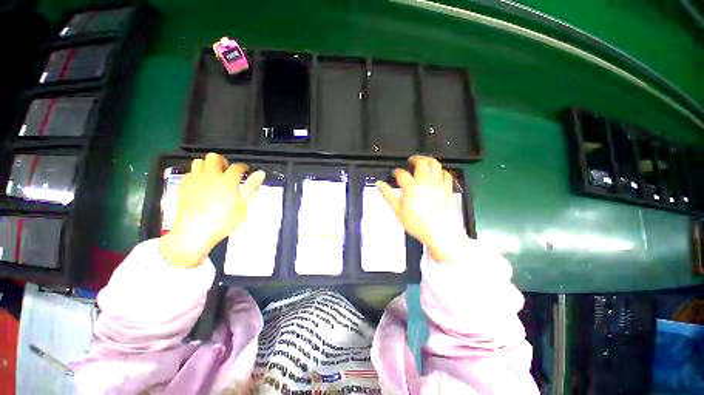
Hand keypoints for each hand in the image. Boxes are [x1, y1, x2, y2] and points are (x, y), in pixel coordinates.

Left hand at [159, 153, 265, 267]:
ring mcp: (194, 180)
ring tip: (214, 178)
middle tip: (228, 173)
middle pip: (214, 157)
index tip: (246, 172)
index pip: (237, 167)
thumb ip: (251, 187)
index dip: (243, 168)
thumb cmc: (224, 221)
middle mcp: (210, 176)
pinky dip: (197, 175)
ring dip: (208, 166)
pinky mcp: (183, 186)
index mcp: (227, 181)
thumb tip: (260, 173)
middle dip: (223, 162)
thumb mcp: (243, 206)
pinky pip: (190, 173)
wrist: (193, 233)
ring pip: (199, 162)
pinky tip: (201, 186)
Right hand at [376, 155, 465, 262]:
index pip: (401, 173)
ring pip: (435, 164)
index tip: (395, 173)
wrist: (439, 233)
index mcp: (411, 187)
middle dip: (415, 158)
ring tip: (424, 162)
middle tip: (411, 160)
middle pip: (421, 162)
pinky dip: (441, 171)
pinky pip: (446, 174)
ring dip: (429, 160)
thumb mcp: (397, 210)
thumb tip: (379, 184)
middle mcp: (425, 182)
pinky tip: (438, 173)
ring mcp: (438, 184)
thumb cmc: (417, 223)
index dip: (396, 172)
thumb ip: (388, 194)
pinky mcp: (447, 189)